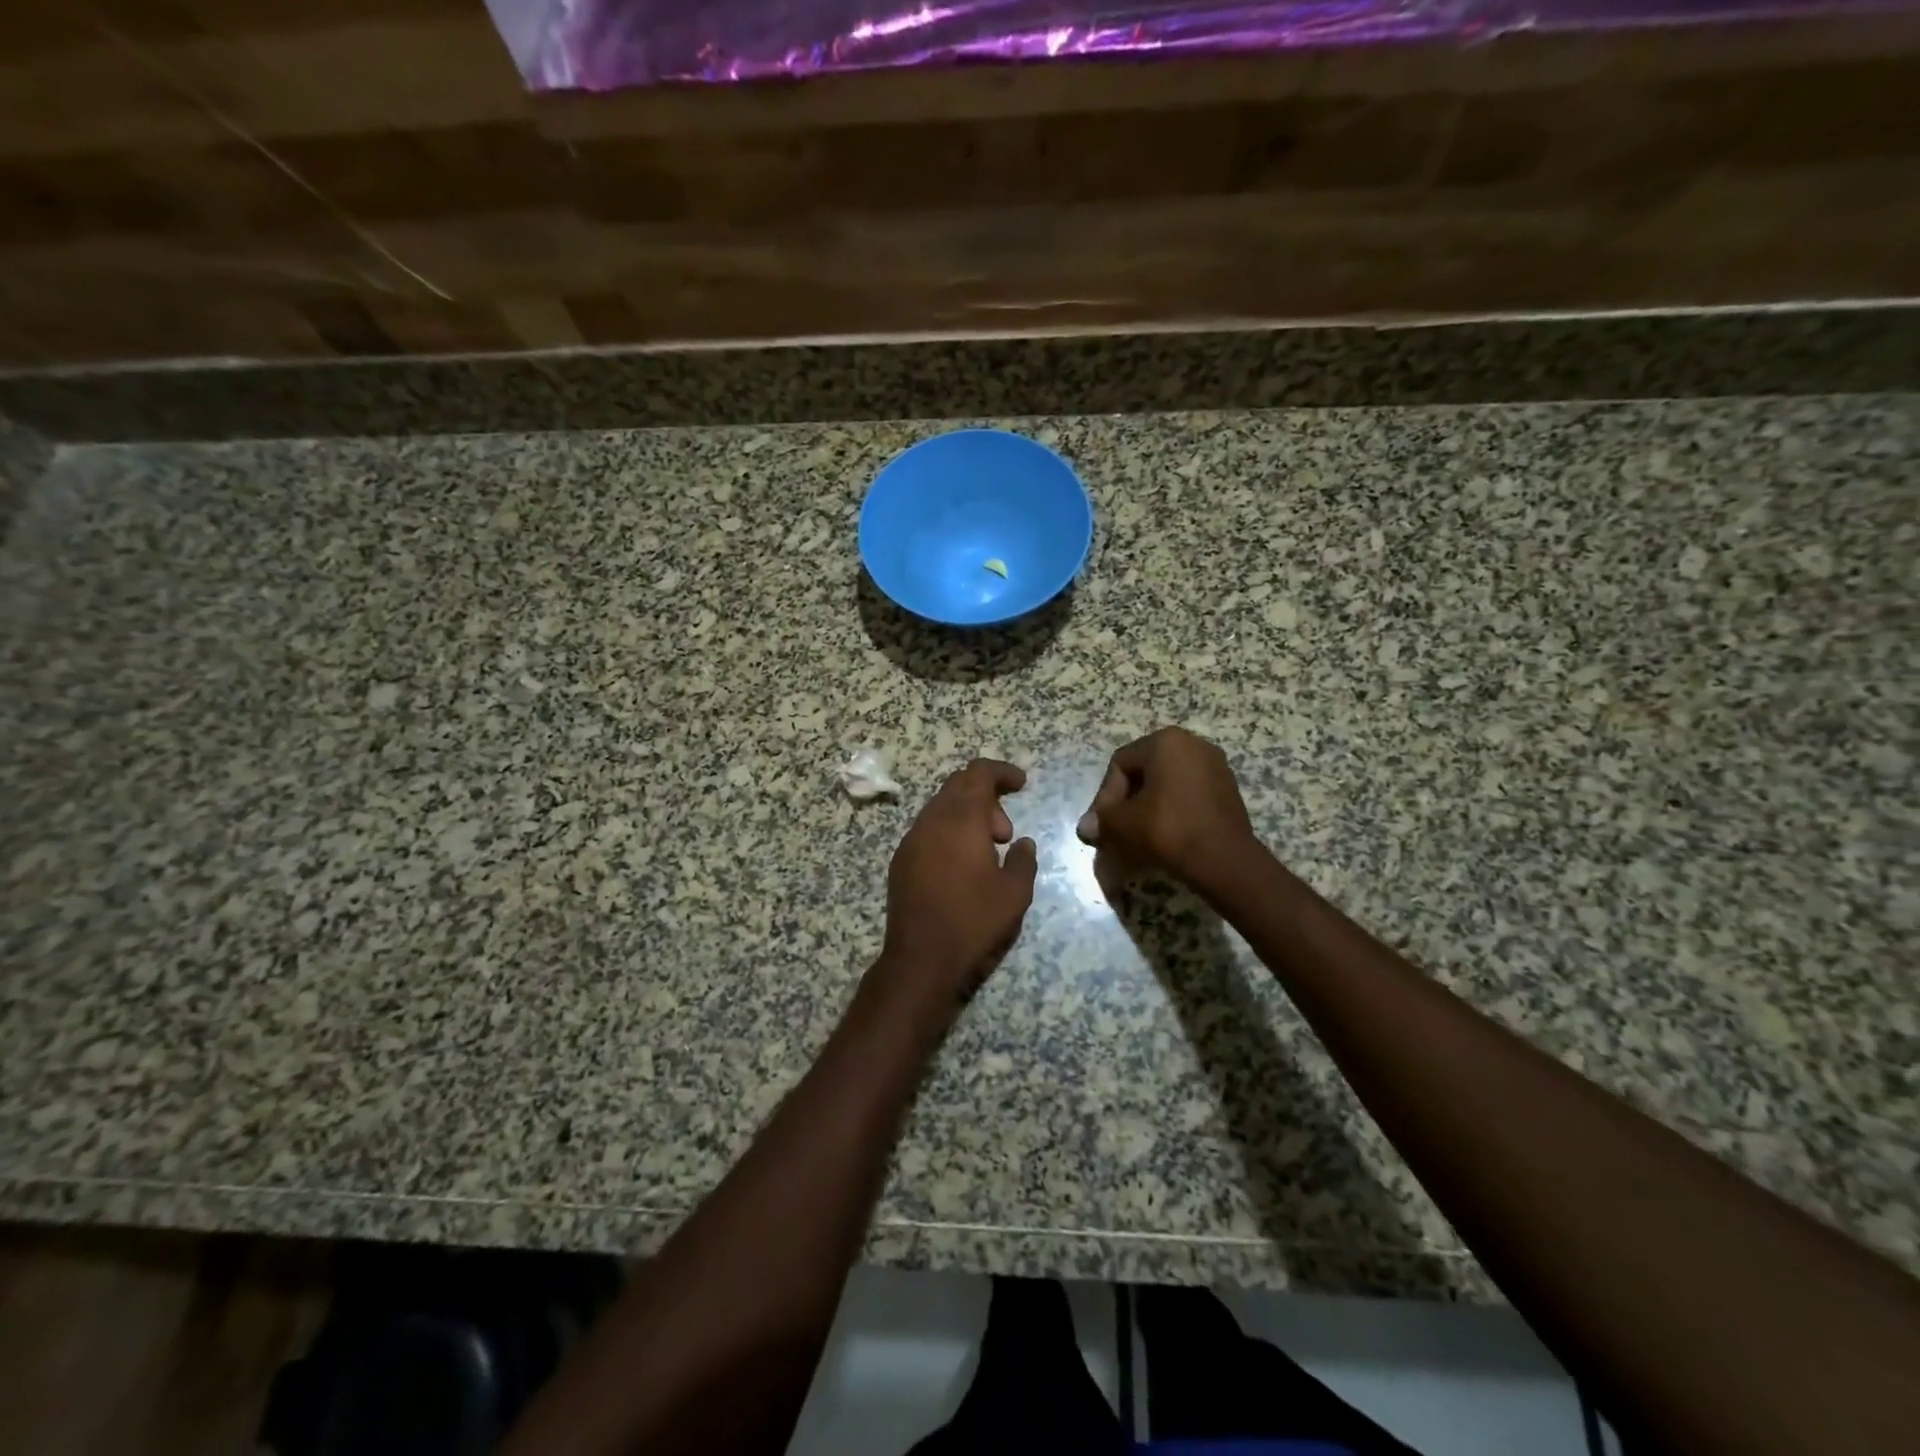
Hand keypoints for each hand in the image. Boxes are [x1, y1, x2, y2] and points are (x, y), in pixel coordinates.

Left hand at [878, 759, 1038, 1009]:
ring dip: (967, 816)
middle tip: (1005, 832)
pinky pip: (928, 829)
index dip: (1002, 772)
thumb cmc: (973, 921)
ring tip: (987, 852)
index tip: (1021, 784)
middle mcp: (932, 820)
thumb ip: (1024, 860)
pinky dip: (949, 832)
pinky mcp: (901, 860)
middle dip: (987, 796)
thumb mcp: (1014, 893)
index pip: (979, 773)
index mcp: (961, 819)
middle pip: (958, 786)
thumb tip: (1023, 843)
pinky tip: (962, 866)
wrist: (920, 958)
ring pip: (941, 807)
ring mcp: (911, 839)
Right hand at [1076, 727, 1256, 887]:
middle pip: (1145, 773)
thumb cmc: (1166, 829)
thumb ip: (1101, 820)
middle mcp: (1193, 744)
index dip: (1105, 795)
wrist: (1224, 860)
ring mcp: (1215, 767)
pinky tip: (1165, 837)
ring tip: (1139, 837)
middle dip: (1127, 803)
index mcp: (1166, 741)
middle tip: (1118, 830)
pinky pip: (1188, 797)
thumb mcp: (1121, 824)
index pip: (1121, 764)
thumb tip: (1086, 828)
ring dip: (1148, 809)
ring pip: (1167, 786)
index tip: (1104, 825)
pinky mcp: (1228, 791)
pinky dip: (1173, 813)